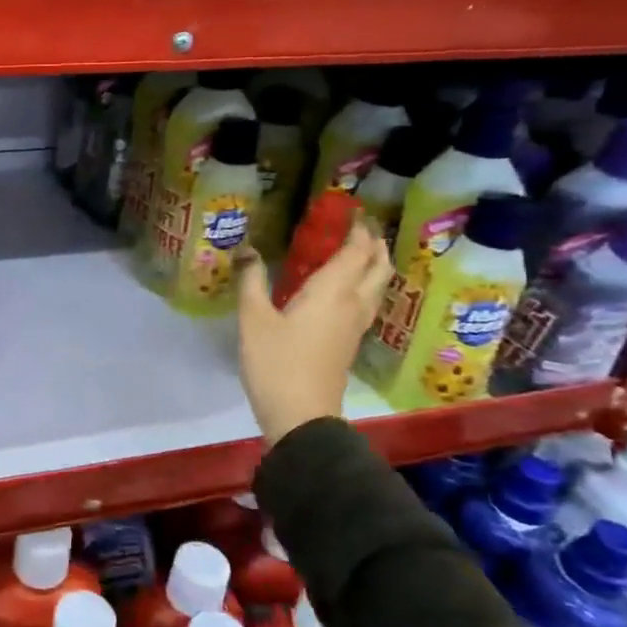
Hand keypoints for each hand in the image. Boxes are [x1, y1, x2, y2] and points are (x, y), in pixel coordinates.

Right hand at [236, 221, 390, 447]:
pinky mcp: (349, 343)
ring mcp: (355, 326)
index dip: (357, 228)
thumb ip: (252, 281)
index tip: (350, 210)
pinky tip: (341, 290)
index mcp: (333, 292)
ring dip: (373, 265)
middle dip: (373, 244)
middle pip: (378, 267)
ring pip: (377, 287)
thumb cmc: (276, 363)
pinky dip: (363, 285)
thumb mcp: (253, 319)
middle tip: (357, 228)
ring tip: (355, 253)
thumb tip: (248, 250)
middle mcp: (353, 304)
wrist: (301, 416)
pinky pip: (366, 303)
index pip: (356, 251)